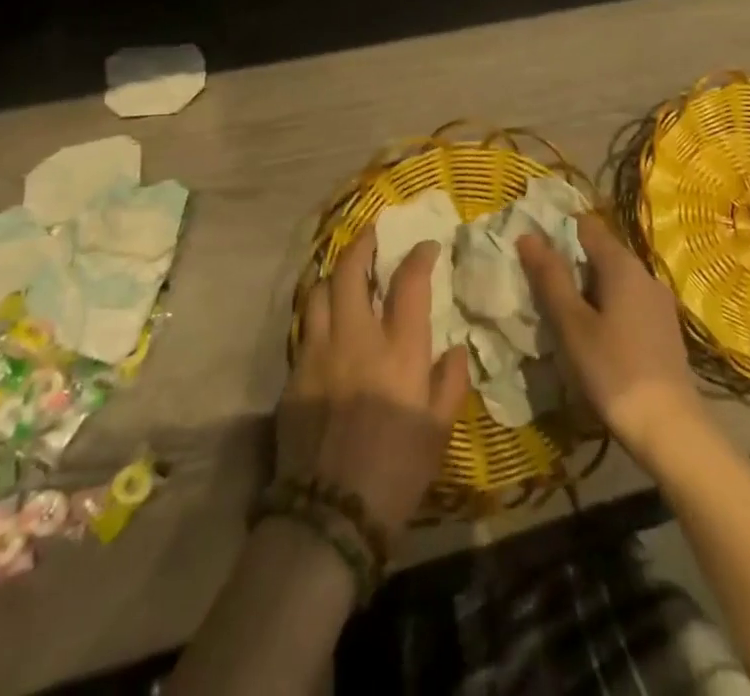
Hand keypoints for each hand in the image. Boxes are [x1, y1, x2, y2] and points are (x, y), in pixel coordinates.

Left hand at [278, 229, 470, 538]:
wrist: (329, 516)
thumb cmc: (396, 472)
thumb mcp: (439, 432)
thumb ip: (450, 383)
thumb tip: (456, 349)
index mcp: (398, 349)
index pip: (409, 282)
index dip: (419, 255)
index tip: (426, 246)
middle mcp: (355, 338)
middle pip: (350, 271)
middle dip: (362, 244)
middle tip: (372, 234)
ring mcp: (318, 353)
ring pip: (317, 292)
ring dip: (332, 277)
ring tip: (342, 277)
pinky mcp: (293, 376)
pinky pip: (303, 329)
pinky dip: (316, 315)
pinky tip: (324, 325)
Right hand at [519, 216, 705, 466]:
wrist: (670, 429)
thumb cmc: (613, 371)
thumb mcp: (572, 324)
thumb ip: (550, 277)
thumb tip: (528, 236)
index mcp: (622, 265)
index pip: (586, 226)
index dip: (557, 231)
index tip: (532, 250)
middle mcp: (645, 273)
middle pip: (601, 252)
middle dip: (570, 263)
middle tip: (540, 285)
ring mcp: (659, 301)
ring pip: (614, 279)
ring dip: (588, 287)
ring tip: (561, 312)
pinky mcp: (664, 327)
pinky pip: (628, 301)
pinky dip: (606, 306)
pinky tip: (593, 334)